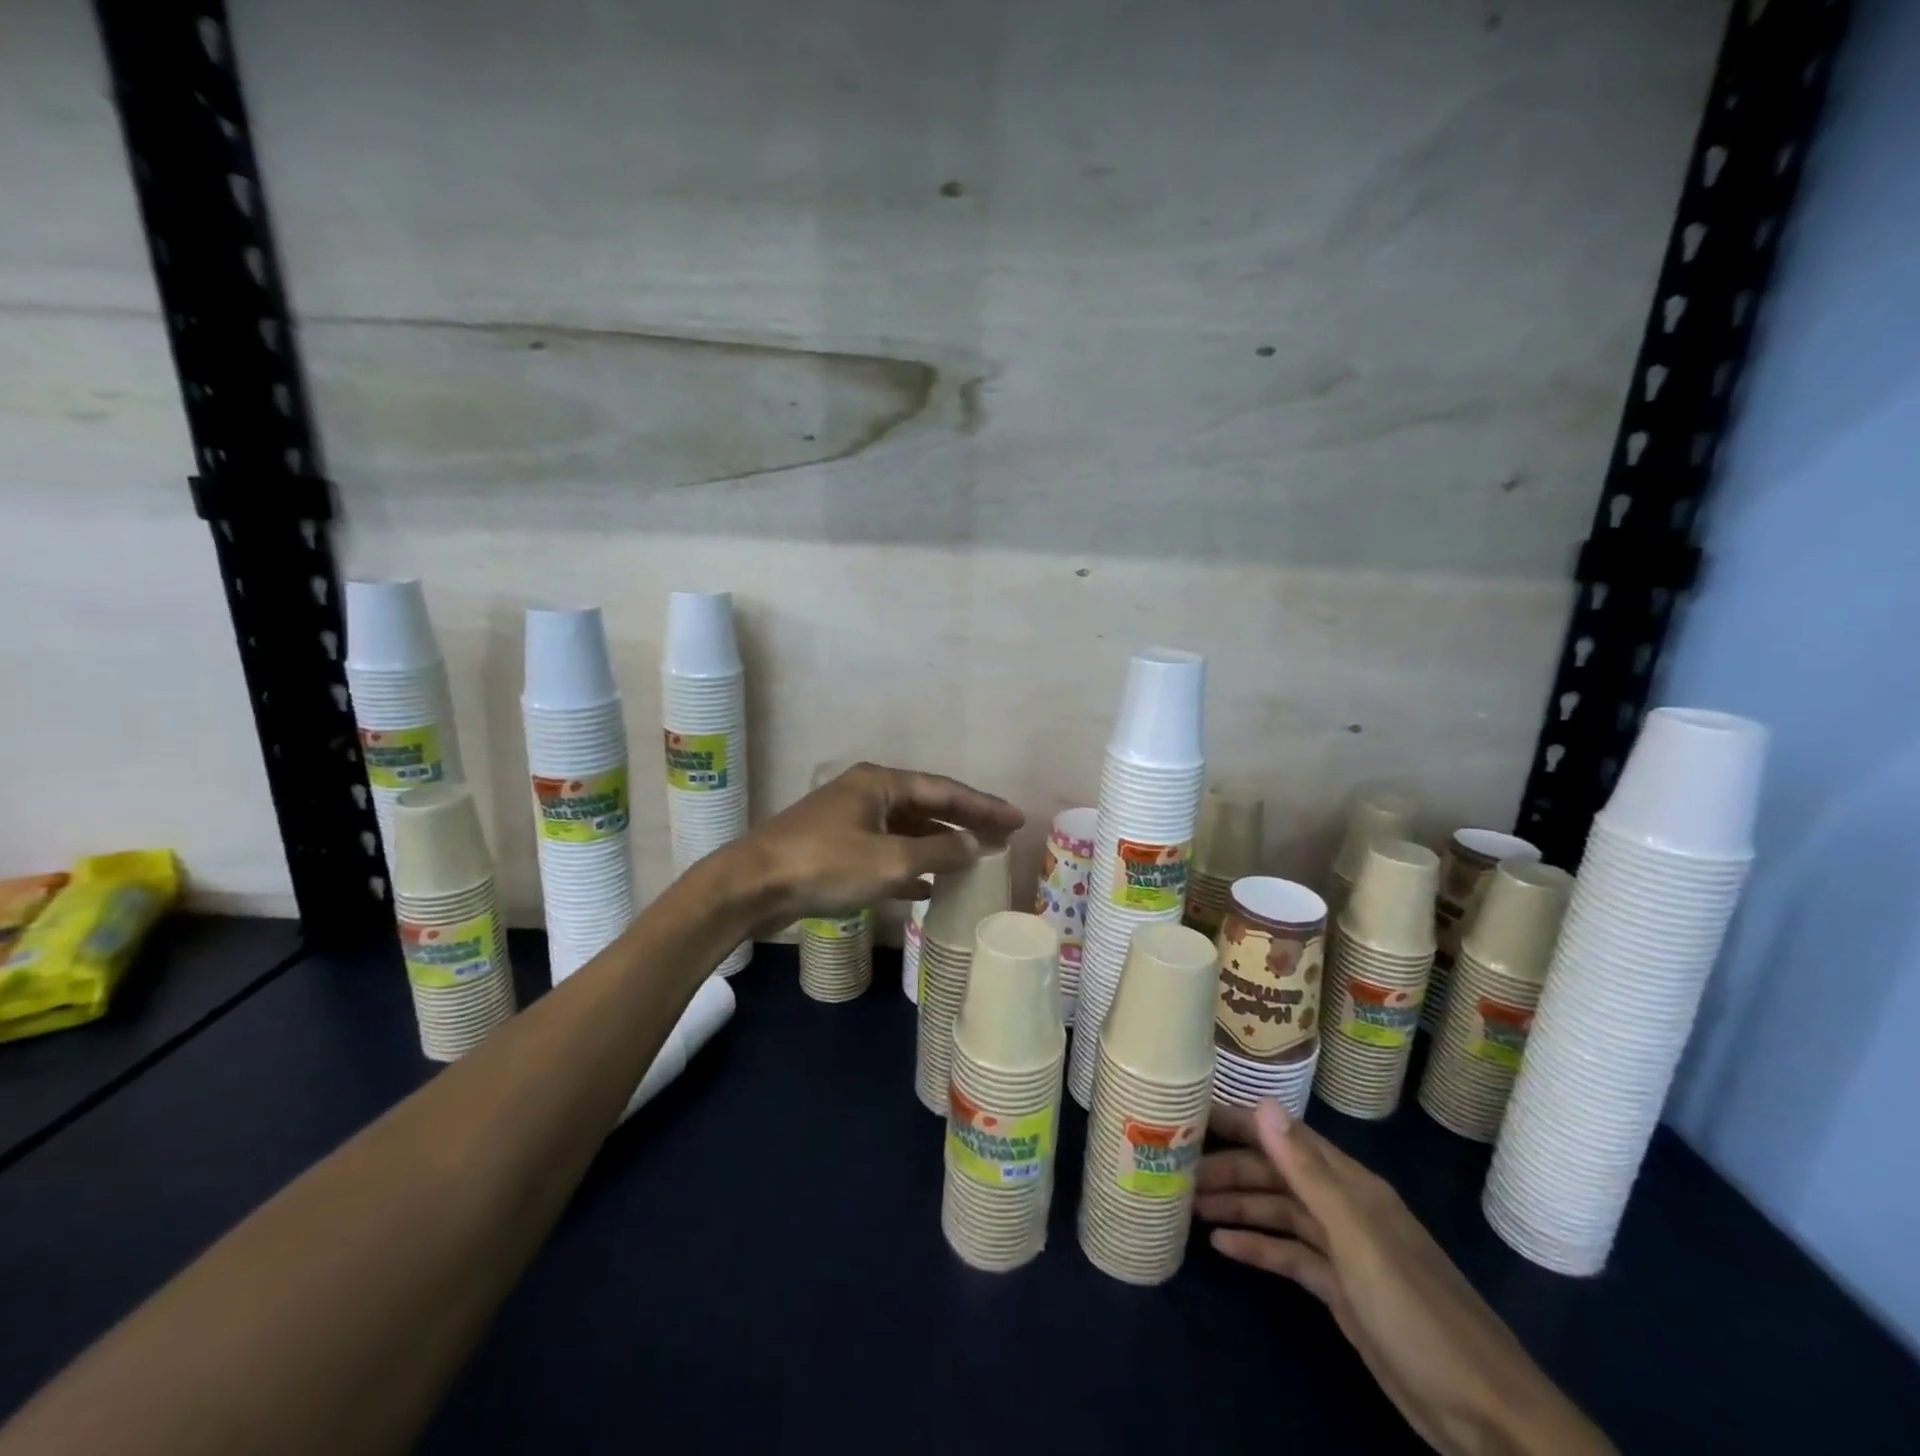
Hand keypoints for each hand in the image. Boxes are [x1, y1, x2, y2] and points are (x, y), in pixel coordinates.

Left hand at [725, 762, 1022, 933]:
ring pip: (906, 830)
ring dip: (938, 845)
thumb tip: (976, 844)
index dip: (983, 806)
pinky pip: (884, 852)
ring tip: (973, 861)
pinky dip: (909, 866)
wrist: (752, 885)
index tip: (1016, 819)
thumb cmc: (826, 864)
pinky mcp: (835, 848)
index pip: (945, 790)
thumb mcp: (891, 860)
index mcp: (881, 783)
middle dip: (964, 824)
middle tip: (1002, 838)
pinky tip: (927, 887)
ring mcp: (849, 820)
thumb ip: (939, 851)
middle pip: (927, 806)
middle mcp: (867, 793)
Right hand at [1197, 1100, 1613, 1455]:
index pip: (1284, 1136)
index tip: (1191, 1113)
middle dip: (1229, 1169)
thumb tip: (1261, 1103)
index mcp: (1351, 1185)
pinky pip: (1289, 1256)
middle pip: (1276, 1175)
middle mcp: (1345, 1208)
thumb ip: (1308, 1172)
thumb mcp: (1358, 1239)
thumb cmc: (1418, 1314)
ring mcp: (1344, 1251)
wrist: (1487, 1418)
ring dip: (1238, 1206)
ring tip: (1190, 1208)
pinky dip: (1257, 1248)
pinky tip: (1223, 1249)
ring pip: (1279, 1213)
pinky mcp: (1342, 1291)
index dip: (1239, 1122)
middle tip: (1177, 1172)